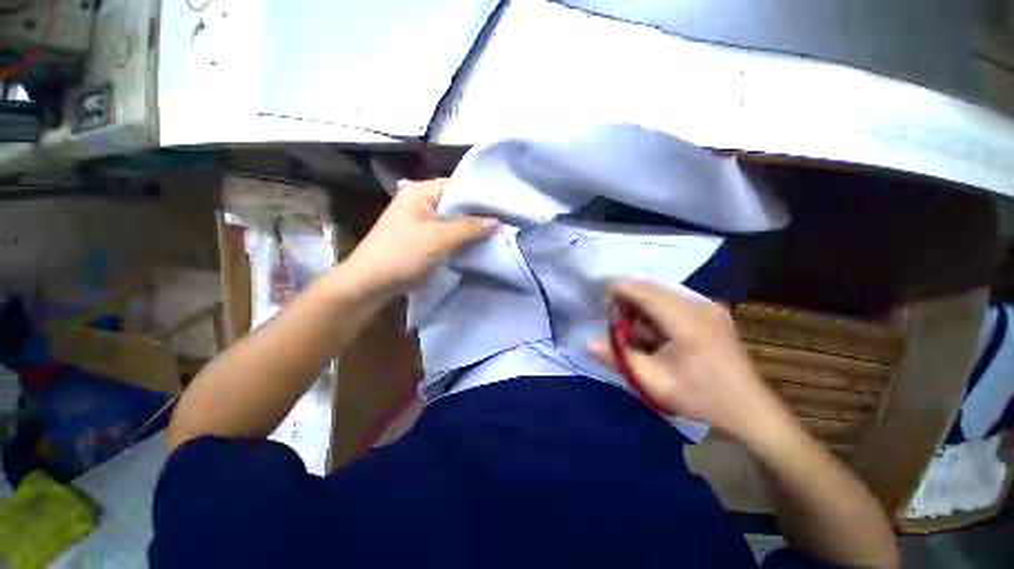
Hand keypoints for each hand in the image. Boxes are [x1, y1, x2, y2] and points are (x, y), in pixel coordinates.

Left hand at [345, 178, 499, 295]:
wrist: (371, 284)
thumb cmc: (402, 254)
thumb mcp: (439, 238)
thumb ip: (469, 228)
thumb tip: (498, 222)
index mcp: (420, 192)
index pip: (458, 185)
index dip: (481, 195)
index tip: (504, 206)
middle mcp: (421, 202)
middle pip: (457, 203)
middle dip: (479, 214)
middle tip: (505, 221)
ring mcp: (422, 221)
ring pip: (454, 220)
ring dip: (472, 228)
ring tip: (498, 232)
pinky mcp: (424, 239)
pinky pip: (449, 234)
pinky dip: (463, 239)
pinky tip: (480, 244)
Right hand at [589, 280, 790, 439]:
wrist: (749, 409)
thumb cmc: (700, 397)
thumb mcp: (654, 383)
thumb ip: (619, 359)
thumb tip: (589, 343)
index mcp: (687, 323)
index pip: (645, 291)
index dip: (619, 289)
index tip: (602, 300)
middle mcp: (700, 306)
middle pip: (653, 289)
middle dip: (628, 298)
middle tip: (613, 318)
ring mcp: (709, 307)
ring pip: (663, 294)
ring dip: (642, 305)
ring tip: (631, 326)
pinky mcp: (712, 312)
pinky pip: (674, 302)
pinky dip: (656, 311)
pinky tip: (653, 330)